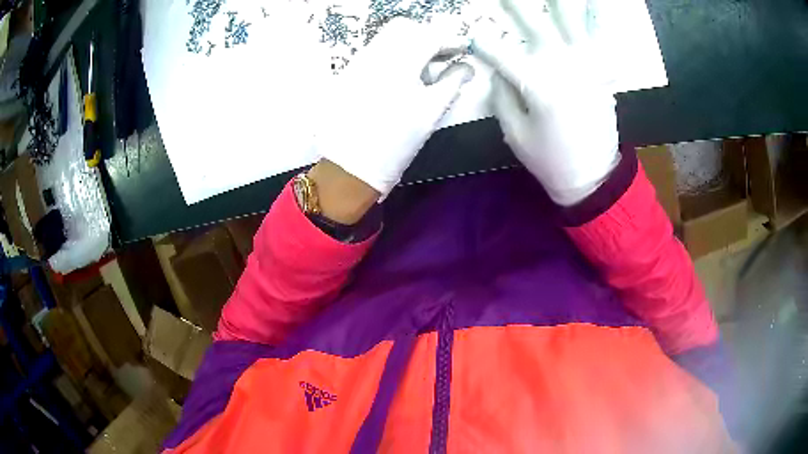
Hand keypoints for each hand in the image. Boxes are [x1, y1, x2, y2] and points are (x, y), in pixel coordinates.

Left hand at [315, 18, 473, 197]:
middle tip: (444, 57)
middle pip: (405, 29)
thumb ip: (452, 82)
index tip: (464, 49)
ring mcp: (357, 63)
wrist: (349, 168)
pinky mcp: (347, 74)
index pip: (429, 36)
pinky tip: (401, 78)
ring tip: (425, 71)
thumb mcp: (431, 112)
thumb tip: (466, 67)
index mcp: (399, 62)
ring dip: (410, 45)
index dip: (451, 40)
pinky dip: (393, 55)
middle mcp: (374, 54)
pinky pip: (374, 52)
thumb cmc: (395, 144)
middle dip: (428, 38)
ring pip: (388, 38)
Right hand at [473, 0, 619, 205]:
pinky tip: (600, 3)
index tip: (473, 37)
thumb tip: (499, 72)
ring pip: (573, 23)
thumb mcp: (514, 134)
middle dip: (516, 4)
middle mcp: (561, 66)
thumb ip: (502, 97)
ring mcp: (587, 67)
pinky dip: (601, 20)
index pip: (500, 54)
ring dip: (564, 3)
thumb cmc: (550, 160)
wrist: (593, 178)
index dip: (484, 44)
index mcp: (535, 84)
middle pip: (534, 25)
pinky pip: (604, 41)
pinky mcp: (603, 74)